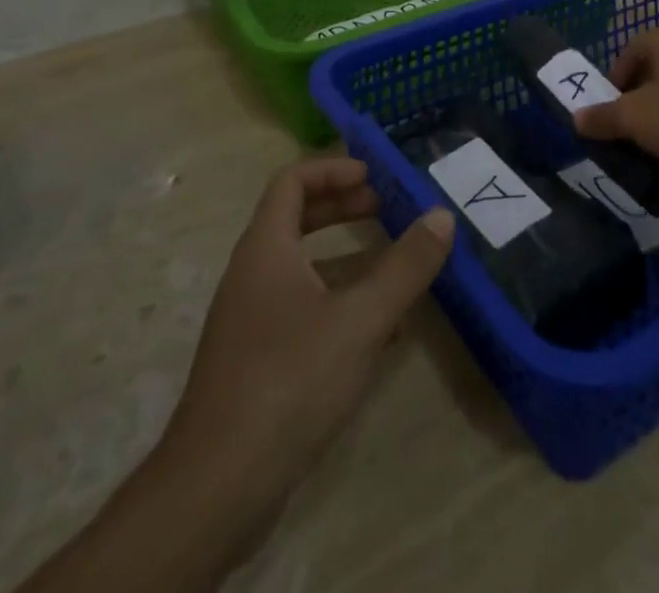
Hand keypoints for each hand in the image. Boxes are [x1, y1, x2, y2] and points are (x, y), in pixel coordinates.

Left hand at [163, 158, 454, 537]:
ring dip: (345, 259)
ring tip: (393, 266)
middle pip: (296, 219)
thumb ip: (404, 267)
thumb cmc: (289, 381)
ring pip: (301, 269)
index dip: (333, 169)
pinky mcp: (256, 363)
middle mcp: (252, 274)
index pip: (293, 181)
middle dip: (342, 208)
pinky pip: (301, 311)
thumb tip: (441, 216)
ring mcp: (250, 321)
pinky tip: (379, 332)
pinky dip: (337, 303)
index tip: (373, 176)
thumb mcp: (360, 319)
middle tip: (386, 209)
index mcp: (266, 248)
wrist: (217, 488)